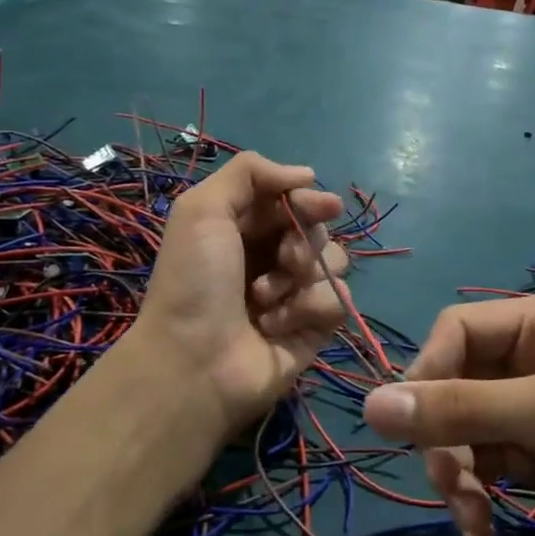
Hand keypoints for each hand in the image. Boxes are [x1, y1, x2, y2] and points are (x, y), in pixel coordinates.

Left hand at [132, 152, 348, 435]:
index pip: (294, 201)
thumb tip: (307, 174)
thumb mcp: (202, 209)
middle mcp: (273, 257)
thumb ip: (249, 173)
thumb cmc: (195, 282)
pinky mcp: (316, 327)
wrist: (195, 362)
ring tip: (267, 300)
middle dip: (304, 241)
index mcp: (246, 228)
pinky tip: (278, 326)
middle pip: (318, 229)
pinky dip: (310, 309)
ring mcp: (296, 293)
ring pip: (335, 262)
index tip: (317, 205)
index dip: (308, 200)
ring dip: (303, 277)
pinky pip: (339, 301)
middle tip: (283, 259)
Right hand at [361, 291, 534, 535]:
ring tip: (471, 519)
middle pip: (451, 382)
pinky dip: (471, 498)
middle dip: (445, 437)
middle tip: (449, 484)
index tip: (410, 424)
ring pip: (456, 428)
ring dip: (455, 475)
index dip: (428, 373)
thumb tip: (370, 407)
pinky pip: (475, 463)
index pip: (457, 330)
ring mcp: (525, 403)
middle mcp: (529, 353)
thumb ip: (463, 408)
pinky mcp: (525, 449)